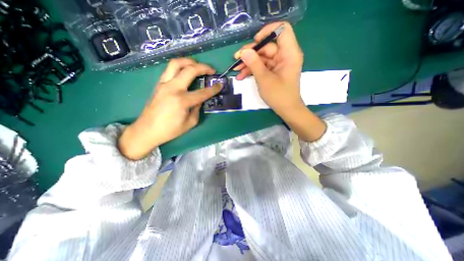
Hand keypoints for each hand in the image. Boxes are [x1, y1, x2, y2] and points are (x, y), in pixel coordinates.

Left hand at [118, 58, 221, 159]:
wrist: (147, 130)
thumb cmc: (170, 130)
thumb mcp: (190, 122)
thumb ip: (197, 108)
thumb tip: (200, 99)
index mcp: (182, 100)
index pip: (202, 92)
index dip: (213, 88)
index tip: (221, 85)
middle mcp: (173, 88)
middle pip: (190, 70)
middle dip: (203, 67)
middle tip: (211, 70)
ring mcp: (164, 84)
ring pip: (176, 63)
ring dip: (189, 61)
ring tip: (197, 65)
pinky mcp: (159, 84)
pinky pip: (169, 70)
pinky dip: (179, 67)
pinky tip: (185, 71)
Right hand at [236, 22, 325, 142]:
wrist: (286, 110)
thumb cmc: (278, 95)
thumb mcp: (264, 79)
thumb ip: (254, 63)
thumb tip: (244, 51)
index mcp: (289, 53)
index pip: (281, 30)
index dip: (267, 32)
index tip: (254, 42)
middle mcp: (285, 56)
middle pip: (267, 47)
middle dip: (250, 53)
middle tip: (236, 60)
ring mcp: (279, 64)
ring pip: (262, 58)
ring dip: (249, 64)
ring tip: (236, 71)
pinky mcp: (274, 72)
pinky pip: (262, 67)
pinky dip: (253, 70)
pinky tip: (242, 76)